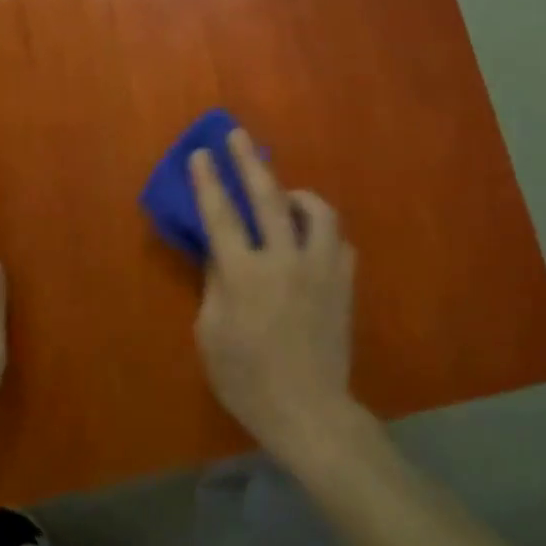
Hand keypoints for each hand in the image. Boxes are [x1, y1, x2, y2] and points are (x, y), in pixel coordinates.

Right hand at [189, 130, 356, 459]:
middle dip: (248, 161)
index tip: (201, 153)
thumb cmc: (248, 379)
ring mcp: (320, 269)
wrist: (309, 411)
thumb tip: (219, 252)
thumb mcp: (211, 335)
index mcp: (244, 275)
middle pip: (266, 197)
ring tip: (285, 195)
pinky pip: (338, 241)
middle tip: (237, 135)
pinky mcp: (343, 283)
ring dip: (298, 194)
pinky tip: (311, 237)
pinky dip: (322, 231)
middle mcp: (284, 260)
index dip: (208, 181)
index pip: (221, 215)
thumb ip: (214, 284)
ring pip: (317, 211)